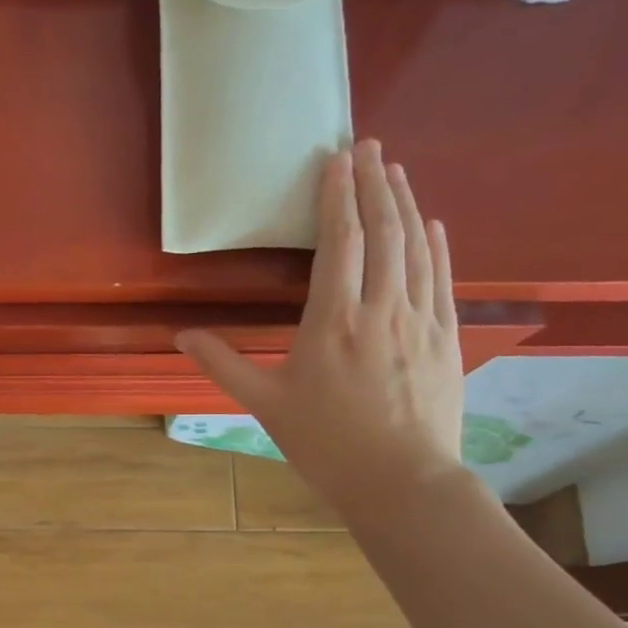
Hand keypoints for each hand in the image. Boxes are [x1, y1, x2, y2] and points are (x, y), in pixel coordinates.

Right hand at [178, 140, 463, 521]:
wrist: (401, 481)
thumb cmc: (325, 445)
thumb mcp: (265, 406)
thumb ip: (223, 365)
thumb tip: (181, 336)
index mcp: (333, 322)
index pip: (340, 242)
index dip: (336, 197)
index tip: (335, 159)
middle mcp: (381, 309)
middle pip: (383, 231)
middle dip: (374, 183)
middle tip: (368, 146)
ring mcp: (421, 320)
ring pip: (417, 247)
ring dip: (406, 204)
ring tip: (396, 172)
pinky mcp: (445, 338)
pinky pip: (443, 278)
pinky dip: (438, 245)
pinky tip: (432, 224)